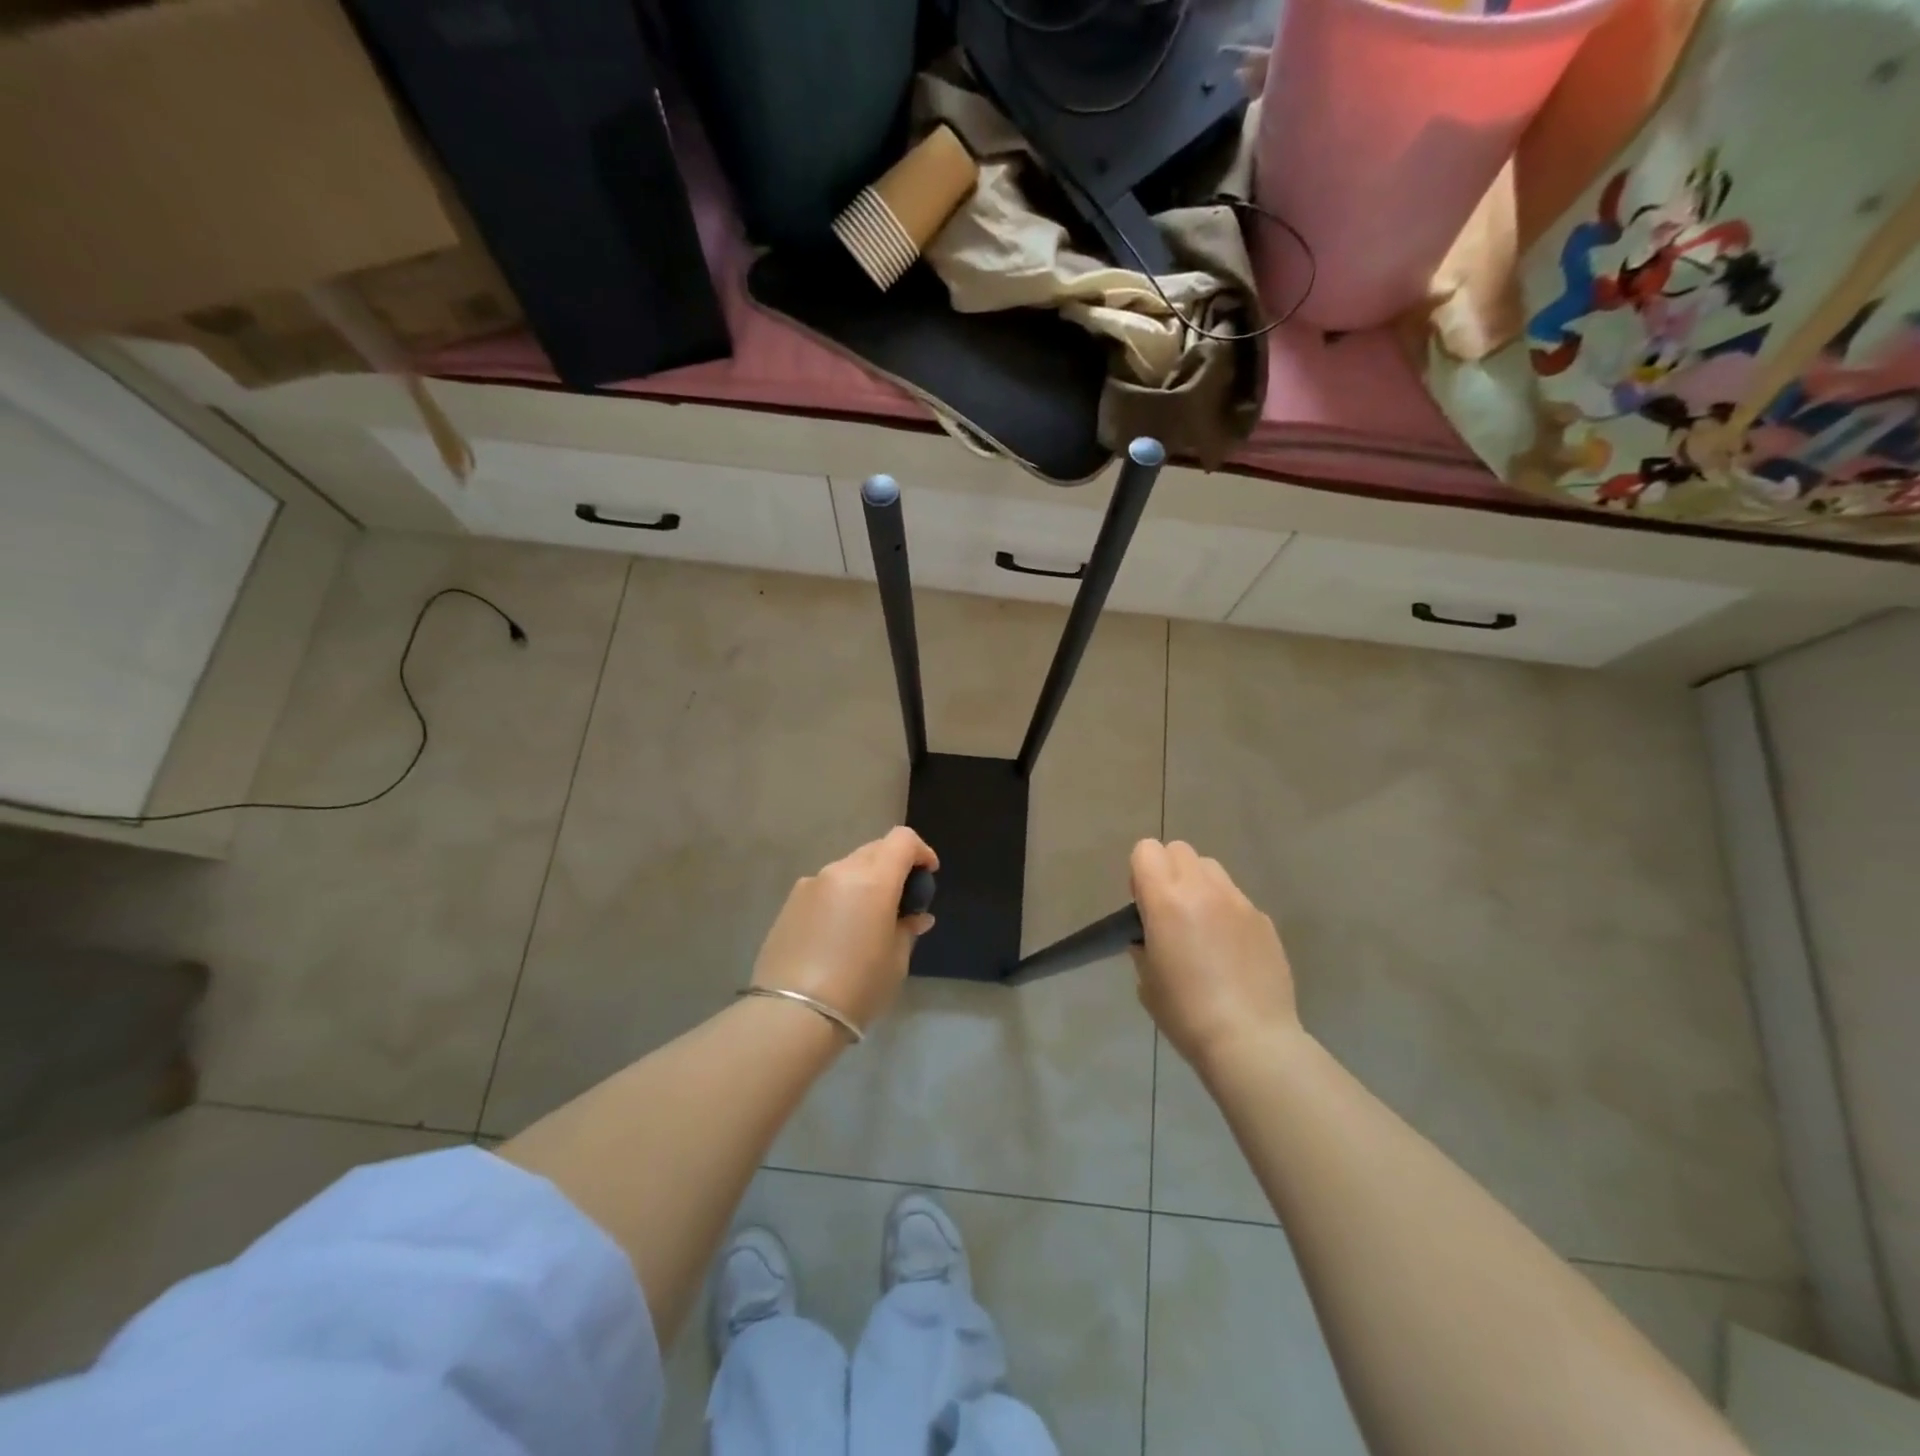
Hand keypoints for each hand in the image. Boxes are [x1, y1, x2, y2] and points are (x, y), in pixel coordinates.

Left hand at [752, 827, 937, 1032]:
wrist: (792, 1014)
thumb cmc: (858, 987)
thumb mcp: (896, 961)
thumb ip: (907, 929)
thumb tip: (916, 916)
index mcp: (874, 880)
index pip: (902, 840)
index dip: (921, 852)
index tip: (928, 875)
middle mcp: (841, 871)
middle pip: (875, 849)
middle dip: (893, 866)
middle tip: (901, 900)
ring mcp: (811, 883)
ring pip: (848, 868)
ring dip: (865, 881)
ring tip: (868, 919)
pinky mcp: (790, 902)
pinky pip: (825, 886)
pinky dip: (840, 896)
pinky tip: (838, 931)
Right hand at [1129, 839, 1299, 1071]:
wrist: (1251, 1041)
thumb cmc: (1186, 1013)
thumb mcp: (1147, 979)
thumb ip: (1144, 944)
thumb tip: (1151, 936)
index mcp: (1166, 900)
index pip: (1146, 850)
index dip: (1140, 872)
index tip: (1143, 905)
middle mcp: (1203, 889)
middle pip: (1180, 850)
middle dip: (1169, 871)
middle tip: (1169, 912)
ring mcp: (1239, 902)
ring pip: (1212, 869)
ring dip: (1199, 885)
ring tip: (1201, 926)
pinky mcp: (1264, 920)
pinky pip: (1236, 899)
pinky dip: (1226, 912)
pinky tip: (1230, 952)